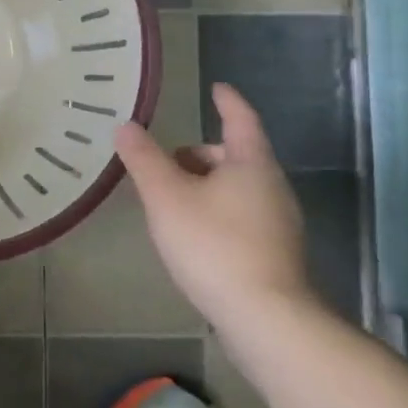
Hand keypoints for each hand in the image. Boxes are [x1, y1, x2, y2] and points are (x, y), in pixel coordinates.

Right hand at [114, 83, 315, 330]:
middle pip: (237, 156)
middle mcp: (273, 187)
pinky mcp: (277, 255)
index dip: (227, 102)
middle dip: (203, 153)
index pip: (240, 119)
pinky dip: (218, 212)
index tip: (217, 88)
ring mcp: (280, 224)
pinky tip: (194, 235)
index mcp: (252, 164)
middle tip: (168, 161)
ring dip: (207, 185)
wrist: (267, 319)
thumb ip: (144, 159)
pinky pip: (243, 217)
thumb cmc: (214, 244)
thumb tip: (126, 125)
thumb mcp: (166, 196)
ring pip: (239, 189)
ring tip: (172, 201)